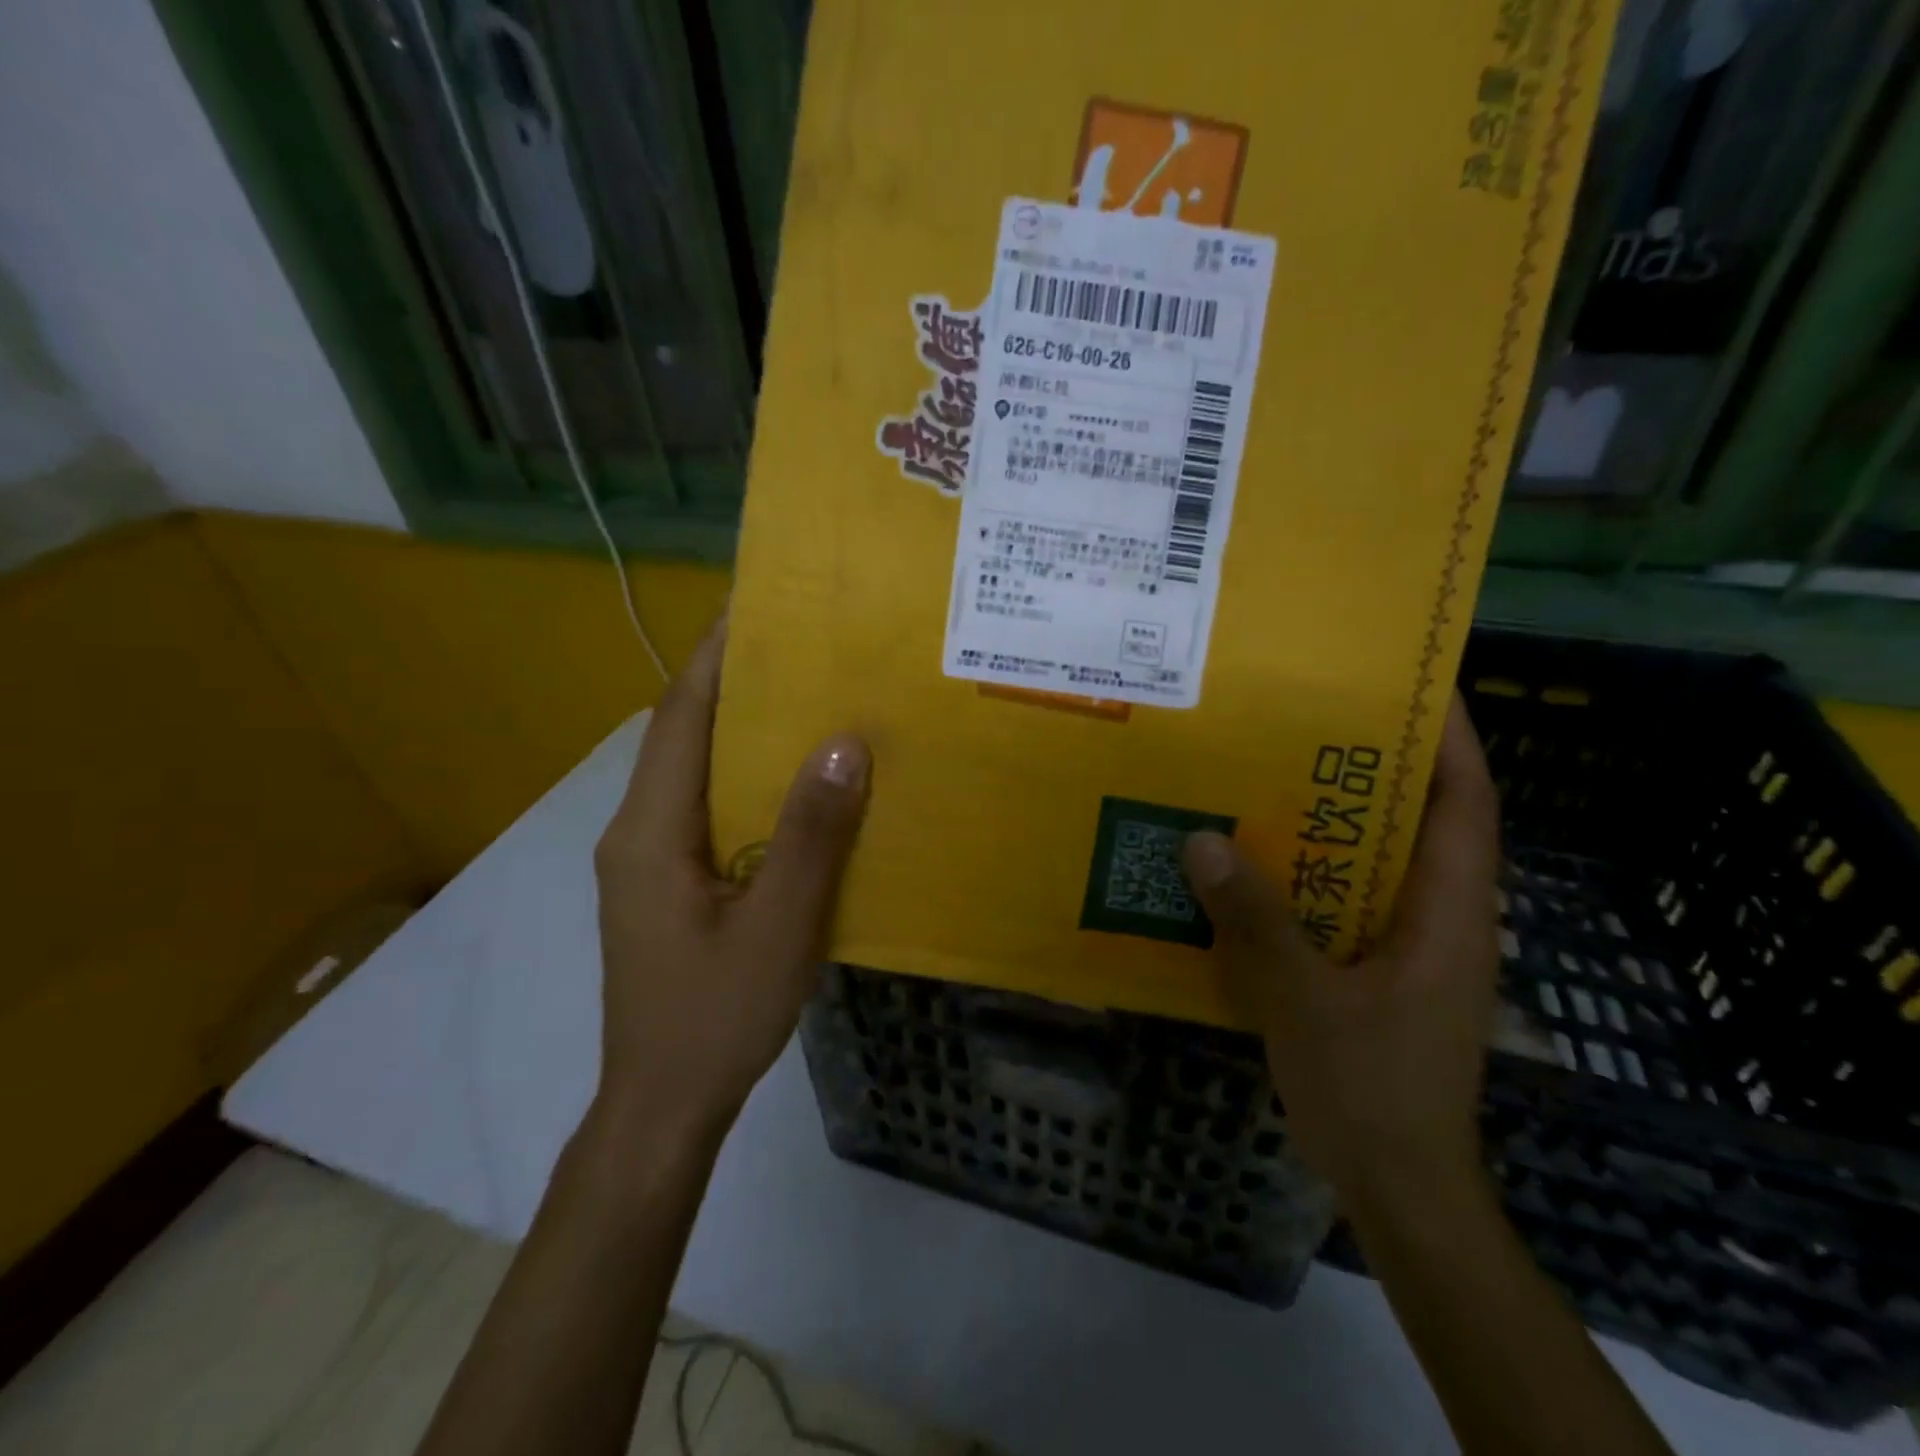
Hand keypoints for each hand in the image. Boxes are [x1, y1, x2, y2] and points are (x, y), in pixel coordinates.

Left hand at [591, 619, 870, 1144]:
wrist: (663, 1104)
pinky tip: (795, 780)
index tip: (757, 604)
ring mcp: (648, 859)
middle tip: (802, 642)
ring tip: (808, 693)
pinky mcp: (666, 882)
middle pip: (685, 734)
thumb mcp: (778, 928)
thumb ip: (810, 836)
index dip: (715, 656)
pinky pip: (707, 807)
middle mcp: (637, 831)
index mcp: (650, 831)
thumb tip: (843, 742)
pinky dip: (747, 777)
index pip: (680, 716)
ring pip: (696, 771)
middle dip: (735, 681)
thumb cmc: (716, 1017)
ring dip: (743, 728)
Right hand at [1183, 696, 1501, 1213]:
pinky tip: (1255, 863)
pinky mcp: (1382, 970)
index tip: (1410, 682)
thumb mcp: (1304, 1001)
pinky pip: (1347, 898)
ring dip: (1337, 817)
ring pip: (1379, 859)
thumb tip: (1202, 840)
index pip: (1466, 803)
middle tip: (1311, 717)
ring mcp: (1413, 947)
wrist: (1400, 1187)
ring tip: (1272, 774)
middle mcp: (1443, 917)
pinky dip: (1312, 871)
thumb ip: (1256, 921)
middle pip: (1422, 819)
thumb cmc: (1372, 1090)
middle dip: (1377, 763)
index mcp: (1451, 912)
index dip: (1449, 738)